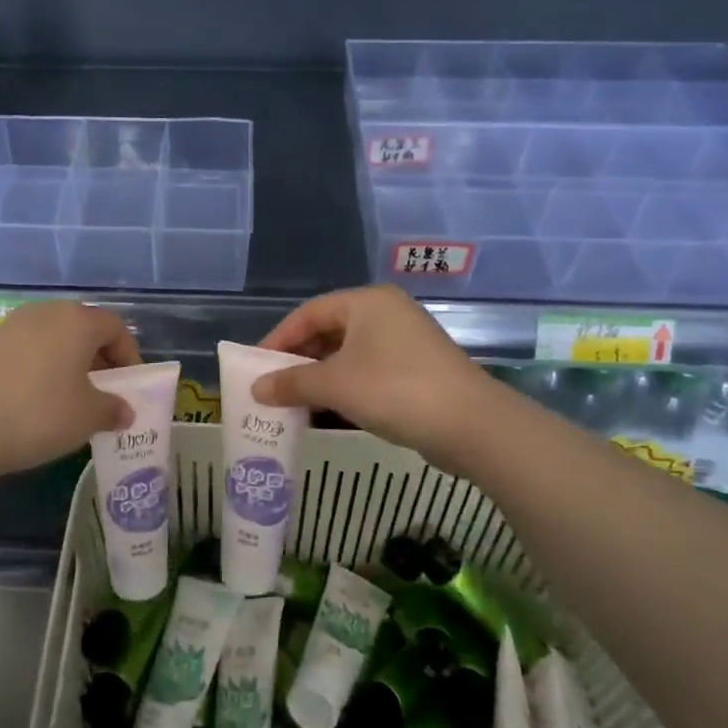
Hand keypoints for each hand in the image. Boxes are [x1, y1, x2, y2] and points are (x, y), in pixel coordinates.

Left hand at [0, 302, 141, 478]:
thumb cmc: (39, 414)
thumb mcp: (88, 417)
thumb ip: (113, 409)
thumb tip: (124, 410)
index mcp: (77, 320)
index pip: (116, 328)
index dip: (129, 356)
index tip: (129, 386)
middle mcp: (46, 312)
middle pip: (84, 328)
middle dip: (100, 358)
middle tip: (104, 391)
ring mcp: (13, 324)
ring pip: (55, 337)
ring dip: (70, 361)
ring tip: (71, 396)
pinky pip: (29, 348)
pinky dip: (42, 366)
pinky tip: (37, 397)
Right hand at [253, 286, 496, 468]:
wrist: (472, 426)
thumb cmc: (394, 390)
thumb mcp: (335, 385)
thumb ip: (292, 383)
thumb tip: (256, 388)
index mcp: (366, 302)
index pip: (309, 312)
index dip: (279, 339)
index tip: (256, 365)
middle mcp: (386, 313)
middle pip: (329, 332)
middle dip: (299, 361)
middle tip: (272, 386)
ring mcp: (405, 342)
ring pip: (349, 355)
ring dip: (320, 378)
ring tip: (294, 404)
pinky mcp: (417, 370)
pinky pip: (368, 372)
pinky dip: (345, 389)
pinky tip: (327, 413)